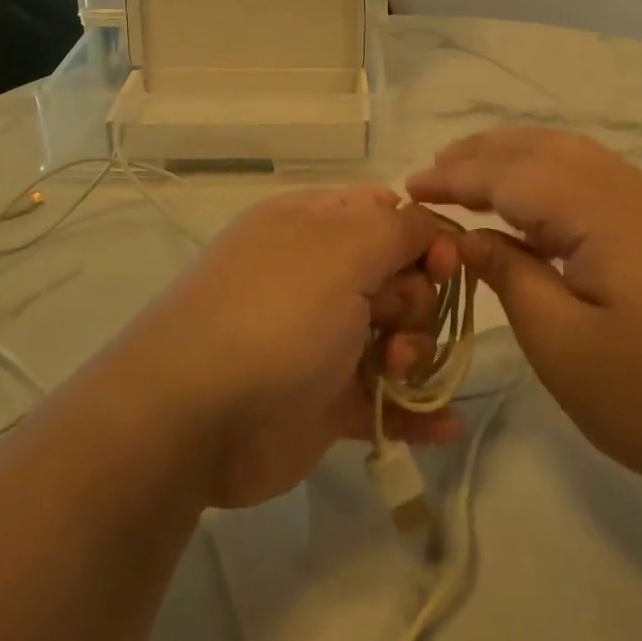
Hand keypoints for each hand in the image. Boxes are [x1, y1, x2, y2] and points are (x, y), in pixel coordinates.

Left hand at [109, 186, 463, 509]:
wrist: (194, 419)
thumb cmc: (276, 313)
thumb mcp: (342, 248)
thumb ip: (400, 228)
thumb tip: (430, 227)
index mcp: (315, 226)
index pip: (387, 214)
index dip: (425, 236)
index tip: (445, 264)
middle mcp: (320, 276)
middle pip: (402, 276)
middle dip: (417, 298)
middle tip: (393, 319)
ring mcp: (324, 339)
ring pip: (399, 336)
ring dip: (415, 353)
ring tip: (395, 370)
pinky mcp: (328, 400)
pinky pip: (388, 399)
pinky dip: (418, 410)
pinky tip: (447, 426)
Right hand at [407, 129, 641, 505]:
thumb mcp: (566, 348)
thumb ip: (511, 277)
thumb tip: (468, 237)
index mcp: (602, 211)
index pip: (511, 175)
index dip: (456, 178)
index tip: (408, 189)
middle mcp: (631, 189)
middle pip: (543, 148)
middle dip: (483, 153)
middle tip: (433, 170)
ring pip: (573, 155)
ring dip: (517, 156)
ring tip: (473, 173)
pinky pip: (596, 177)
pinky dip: (551, 174)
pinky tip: (536, 200)